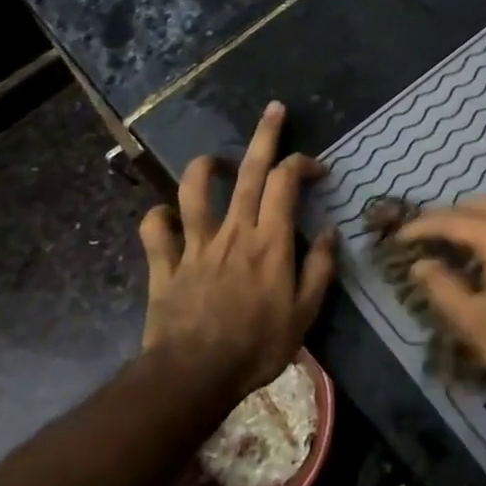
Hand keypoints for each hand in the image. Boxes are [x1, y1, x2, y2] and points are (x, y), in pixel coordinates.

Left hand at [138, 102, 336, 399]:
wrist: (193, 377)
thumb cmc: (256, 346)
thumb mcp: (304, 314)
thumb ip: (320, 269)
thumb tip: (331, 232)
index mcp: (269, 240)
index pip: (286, 182)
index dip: (303, 164)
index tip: (317, 168)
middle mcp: (233, 231)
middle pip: (250, 171)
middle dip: (264, 135)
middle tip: (274, 109)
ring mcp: (195, 244)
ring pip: (194, 190)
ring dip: (205, 167)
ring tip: (217, 161)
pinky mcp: (165, 264)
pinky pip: (154, 230)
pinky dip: (158, 217)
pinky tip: (166, 216)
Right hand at [399, 197, 485, 399]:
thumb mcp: (475, 321)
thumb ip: (443, 287)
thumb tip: (422, 264)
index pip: (453, 220)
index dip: (423, 227)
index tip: (401, 238)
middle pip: (481, 205)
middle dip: (451, 216)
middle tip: (427, 238)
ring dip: (476, 221)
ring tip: (454, 246)